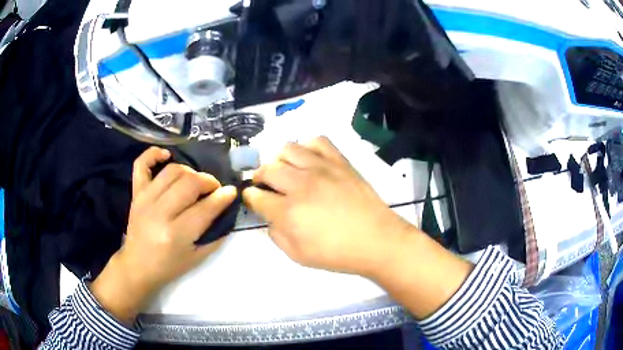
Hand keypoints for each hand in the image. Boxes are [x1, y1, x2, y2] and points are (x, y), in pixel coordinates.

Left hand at [90, 147, 236, 324]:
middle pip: (190, 183)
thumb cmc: (169, 266)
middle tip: (214, 189)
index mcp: (176, 234)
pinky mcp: (136, 193)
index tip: (231, 192)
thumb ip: (215, 234)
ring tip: (195, 181)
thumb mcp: (197, 257)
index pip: (205, 208)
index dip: (223, 197)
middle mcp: (160, 212)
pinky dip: (154, 154)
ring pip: (172, 171)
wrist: (137, 266)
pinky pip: (141, 164)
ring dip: (190, 172)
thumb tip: (226, 208)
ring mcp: (145, 199)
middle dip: (209, 182)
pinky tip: (167, 155)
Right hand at [243, 137, 412, 275]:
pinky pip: (317, 141)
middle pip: (267, 168)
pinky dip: (307, 147)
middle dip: (260, 177)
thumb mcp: (298, 256)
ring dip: (281, 160)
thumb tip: (270, 217)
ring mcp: (321, 168)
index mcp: (288, 211)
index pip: (256, 196)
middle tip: (267, 186)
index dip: (250, 196)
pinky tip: (310, 161)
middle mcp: (300, 184)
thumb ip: (276, 235)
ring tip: (287, 171)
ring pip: (288, 149)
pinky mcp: (339, 161)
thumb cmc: (337, 254)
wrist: (376, 240)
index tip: (253, 197)